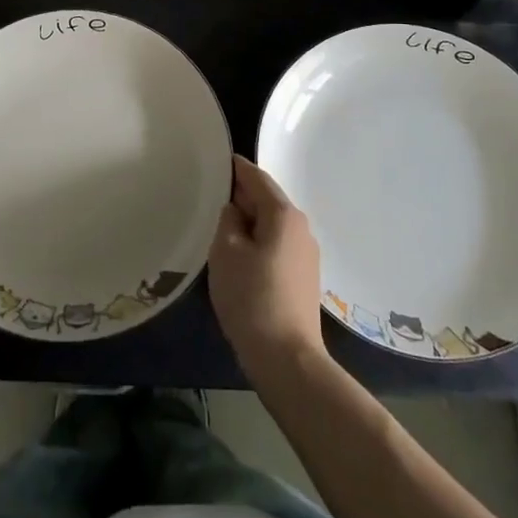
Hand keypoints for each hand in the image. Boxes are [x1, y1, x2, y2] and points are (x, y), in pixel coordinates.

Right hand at [209, 155, 324, 379]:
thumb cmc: (251, 297)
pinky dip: (258, 242)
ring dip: (249, 222)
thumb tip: (236, 211)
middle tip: (210, 194)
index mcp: (284, 215)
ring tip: (220, 225)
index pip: (257, 178)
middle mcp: (301, 228)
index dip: (236, 167)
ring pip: (272, 225)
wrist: (287, 358)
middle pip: (267, 200)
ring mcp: (306, 254)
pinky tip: (239, 255)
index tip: (217, 159)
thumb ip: (228, 220)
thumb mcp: (226, 252)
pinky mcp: (304, 278)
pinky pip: (277, 246)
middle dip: (241, 196)